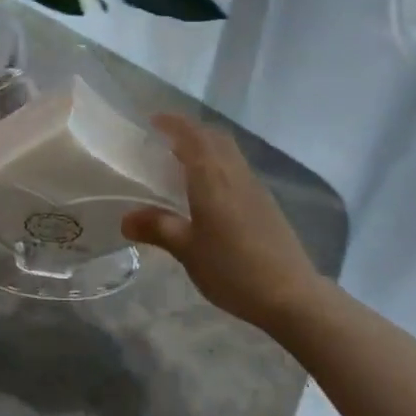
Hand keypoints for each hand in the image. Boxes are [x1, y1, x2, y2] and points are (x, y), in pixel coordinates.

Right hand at [121, 114, 320, 328]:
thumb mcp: (188, 250)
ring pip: (228, 152)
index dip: (173, 123)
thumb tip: (125, 219)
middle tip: (166, 141)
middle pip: (214, 137)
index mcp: (212, 177)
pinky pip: (237, 168)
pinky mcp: (266, 202)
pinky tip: (210, 192)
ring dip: (207, 147)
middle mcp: (234, 172)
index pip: (192, 135)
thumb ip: (158, 228)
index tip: (154, 121)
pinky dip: (220, 165)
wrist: (290, 294)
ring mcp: (254, 186)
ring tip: (184, 164)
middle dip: (190, 132)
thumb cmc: (232, 269)